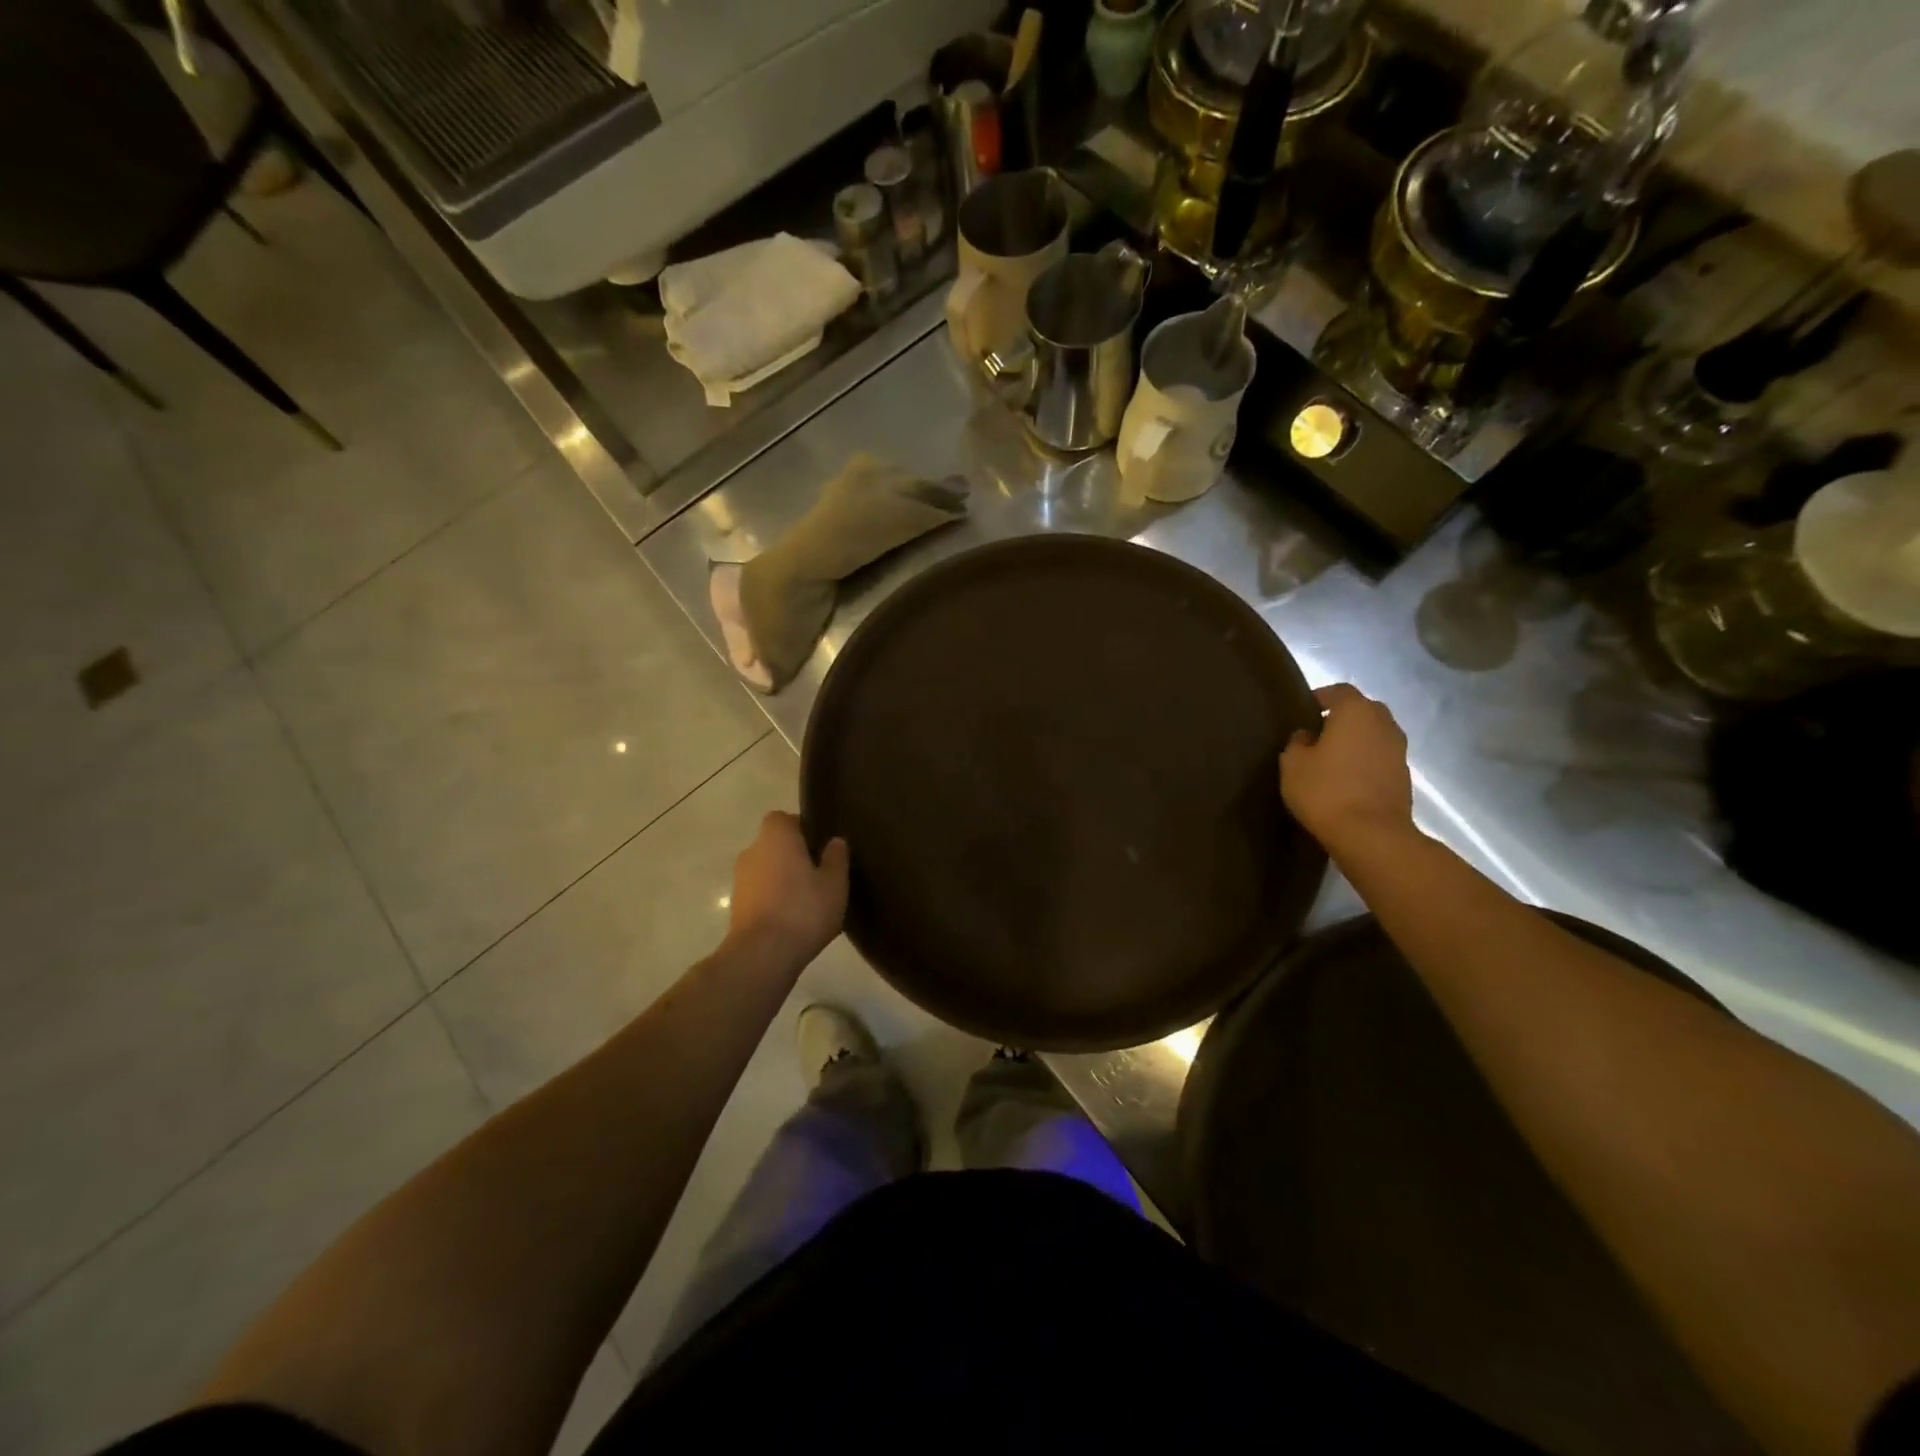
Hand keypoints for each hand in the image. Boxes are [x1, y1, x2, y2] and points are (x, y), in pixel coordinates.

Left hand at [725, 811, 848, 964]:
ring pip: (765, 870)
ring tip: (807, 899)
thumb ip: (836, 858)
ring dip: (781, 879)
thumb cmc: (803, 909)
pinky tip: (793, 918)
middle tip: (817, 873)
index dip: (800, 828)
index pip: (783, 818)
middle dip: (792, 855)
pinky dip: (772, 899)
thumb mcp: (834, 883)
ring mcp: (740, 880)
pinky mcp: (736, 907)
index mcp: (776, 837)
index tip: (818, 845)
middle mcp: (752, 851)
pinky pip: (759, 893)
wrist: (763, 954)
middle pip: (773, 844)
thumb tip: (835, 841)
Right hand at [1280, 684, 1414, 854]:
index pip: (1338, 691)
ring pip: (1374, 734)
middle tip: (1317, 734)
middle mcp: (1383, 723)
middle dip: (1342, 718)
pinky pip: (1380, 757)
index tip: (1303, 711)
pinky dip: (1366, 761)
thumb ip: (1298, 742)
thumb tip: (1308, 735)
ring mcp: (1399, 750)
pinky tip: (1347, 779)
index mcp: (1356, 711)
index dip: (1320, 698)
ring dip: (1356, 741)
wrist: (1371, 834)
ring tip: (1332, 759)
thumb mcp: (1293, 764)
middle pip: (1362, 710)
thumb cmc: (1325, 791)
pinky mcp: (1404, 776)